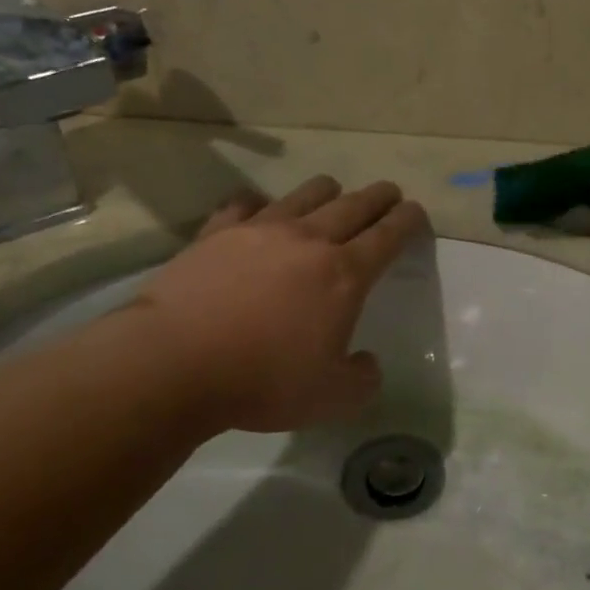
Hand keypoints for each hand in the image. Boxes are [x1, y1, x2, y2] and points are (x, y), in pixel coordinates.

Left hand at [124, 176, 428, 435]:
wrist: (173, 364)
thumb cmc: (263, 381)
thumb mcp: (333, 398)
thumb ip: (363, 379)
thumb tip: (366, 363)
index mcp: (345, 274)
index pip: (389, 234)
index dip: (409, 220)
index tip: (416, 212)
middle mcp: (309, 240)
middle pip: (355, 203)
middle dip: (379, 196)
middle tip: (389, 194)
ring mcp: (260, 230)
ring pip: (307, 193)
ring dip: (328, 191)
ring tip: (332, 195)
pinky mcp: (217, 232)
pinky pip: (245, 204)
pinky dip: (259, 204)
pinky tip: (257, 212)